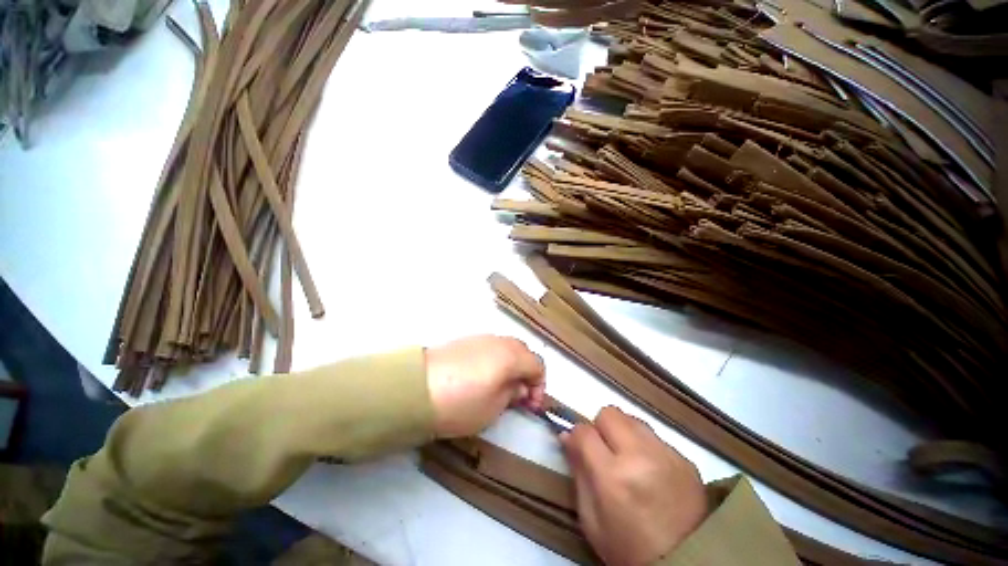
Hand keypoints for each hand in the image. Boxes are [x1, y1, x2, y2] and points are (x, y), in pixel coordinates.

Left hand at [425, 335, 545, 437]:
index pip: (538, 364)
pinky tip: (482, 376)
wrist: (416, 388)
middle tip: (518, 394)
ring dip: (510, 364)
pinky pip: (489, 347)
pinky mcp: (465, 340)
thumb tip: (519, 387)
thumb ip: (512, 395)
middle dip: (526, 372)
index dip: (540, 385)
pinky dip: (494, 359)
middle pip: (523, 351)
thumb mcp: (493, 409)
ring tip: (499, 385)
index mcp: (511, 356)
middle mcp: (499, 341)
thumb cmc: (461, 402)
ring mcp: (481, 338)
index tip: (531, 404)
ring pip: (506, 347)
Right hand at [561, 406, 707, 565]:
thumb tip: (567, 436)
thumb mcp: (591, 520)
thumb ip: (578, 472)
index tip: (577, 445)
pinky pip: (655, 436)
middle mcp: (639, 456)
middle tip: (604, 450)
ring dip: (623, 432)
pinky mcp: (685, 459)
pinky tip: (650, 469)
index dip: (576, 435)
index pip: (584, 431)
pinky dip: (645, 445)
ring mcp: (666, 455)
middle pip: (609, 414)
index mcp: (612, 476)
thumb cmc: (628, 548)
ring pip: (632, 419)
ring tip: (627, 457)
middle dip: (600, 427)